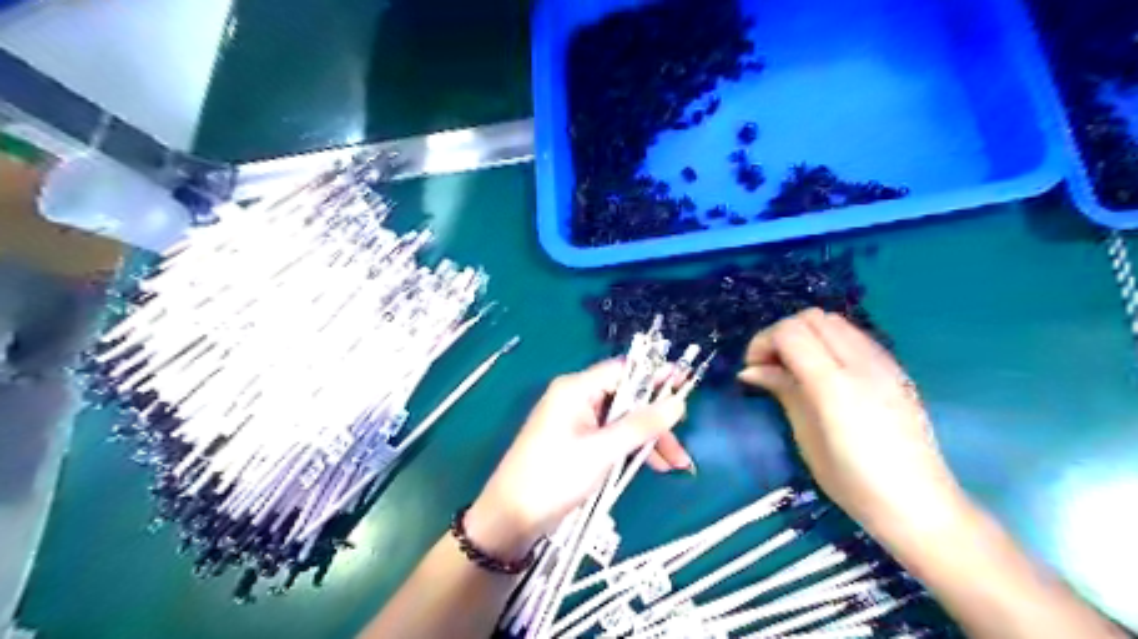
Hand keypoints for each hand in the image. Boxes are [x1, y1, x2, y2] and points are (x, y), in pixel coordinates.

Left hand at [466, 362, 689, 560]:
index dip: (655, 375)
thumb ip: (641, 426)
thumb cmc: (554, 477)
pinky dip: (631, 449)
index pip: (623, 370)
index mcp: (576, 389)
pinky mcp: (577, 441)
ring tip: (675, 466)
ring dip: (648, 440)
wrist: (511, 517)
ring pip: (622, 420)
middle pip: (626, 398)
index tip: (686, 384)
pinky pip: (611, 436)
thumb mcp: (602, 451)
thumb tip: (677, 403)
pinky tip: (651, 467)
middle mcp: (576, 398)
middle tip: (681, 447)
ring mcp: (576, 421)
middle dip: (655, 421)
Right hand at [739, 310, 967, 542]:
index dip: (763, 342)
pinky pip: (854, 335)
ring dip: (806, 334)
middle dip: (782, 334)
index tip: (753, 369)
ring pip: (833, 320)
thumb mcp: (806, 438)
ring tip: (796, 367)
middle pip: (811, 318)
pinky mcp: (894, 368)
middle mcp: (861, 364)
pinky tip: (824, 372)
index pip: (790, 332)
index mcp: (834, 386)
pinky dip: (829, 341)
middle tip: (771, 366)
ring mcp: (883, 363)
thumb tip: (751, 370)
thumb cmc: (853, 482)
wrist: (919, 503)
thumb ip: (783, 391)